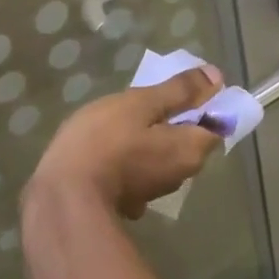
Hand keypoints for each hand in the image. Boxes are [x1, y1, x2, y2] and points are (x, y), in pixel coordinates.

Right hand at [28, 68, 223, 220]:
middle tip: (143, 98)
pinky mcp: (128, 201)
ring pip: (162, 154)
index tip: (176, 88)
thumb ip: (179, 91)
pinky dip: (131, 156)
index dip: (203, 103)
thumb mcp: (141, 104)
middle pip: (188, 139)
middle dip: (172, 118)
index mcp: (190, 151)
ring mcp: (153, 192)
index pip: (215, 123)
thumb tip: (217, 78)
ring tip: (121, 118)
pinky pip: (138, 169)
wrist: (61, 199)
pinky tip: (108, 145)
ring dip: (150, 136)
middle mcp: (181, 176)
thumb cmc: (103, 142)